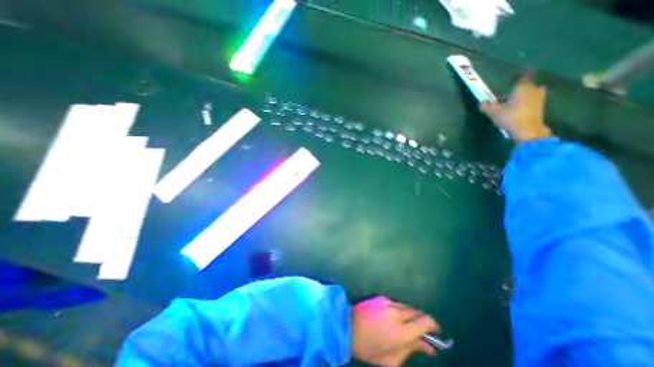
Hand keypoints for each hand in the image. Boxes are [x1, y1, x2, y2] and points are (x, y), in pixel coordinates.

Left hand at [353, 297, 438, 364]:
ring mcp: (388, 302)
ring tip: (408, 326)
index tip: (436, 333)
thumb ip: (412, 350)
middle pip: (418, 312)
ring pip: (408, 307)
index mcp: (401, 331)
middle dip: (423, 322)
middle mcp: (396, 312)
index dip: (434, 326)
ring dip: (412, 315)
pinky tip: (395, 318)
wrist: (347, 327)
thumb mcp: (392, 359)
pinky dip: (401, 310)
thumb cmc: (369, 349)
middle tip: (422, 332)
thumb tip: (430, 347)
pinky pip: (397, 303)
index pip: (425, 321)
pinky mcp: (381, 297)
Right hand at [479, 74, 549, 143]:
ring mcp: (539, 98)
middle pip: (522, 88)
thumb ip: (486, 106)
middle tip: (501, 101)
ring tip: (507, 108)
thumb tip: (481, 102)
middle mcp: (533, 89)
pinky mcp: (540, 107)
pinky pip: (530, 102)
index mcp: (522, 87)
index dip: (517, 77)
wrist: (528, 130)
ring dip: (518, 99)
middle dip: (512, 93)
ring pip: (527, 95)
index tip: (510, 80)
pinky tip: (515, 112)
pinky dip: (523, 105)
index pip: (522, 76)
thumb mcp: (494, 113)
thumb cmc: (510, 117)